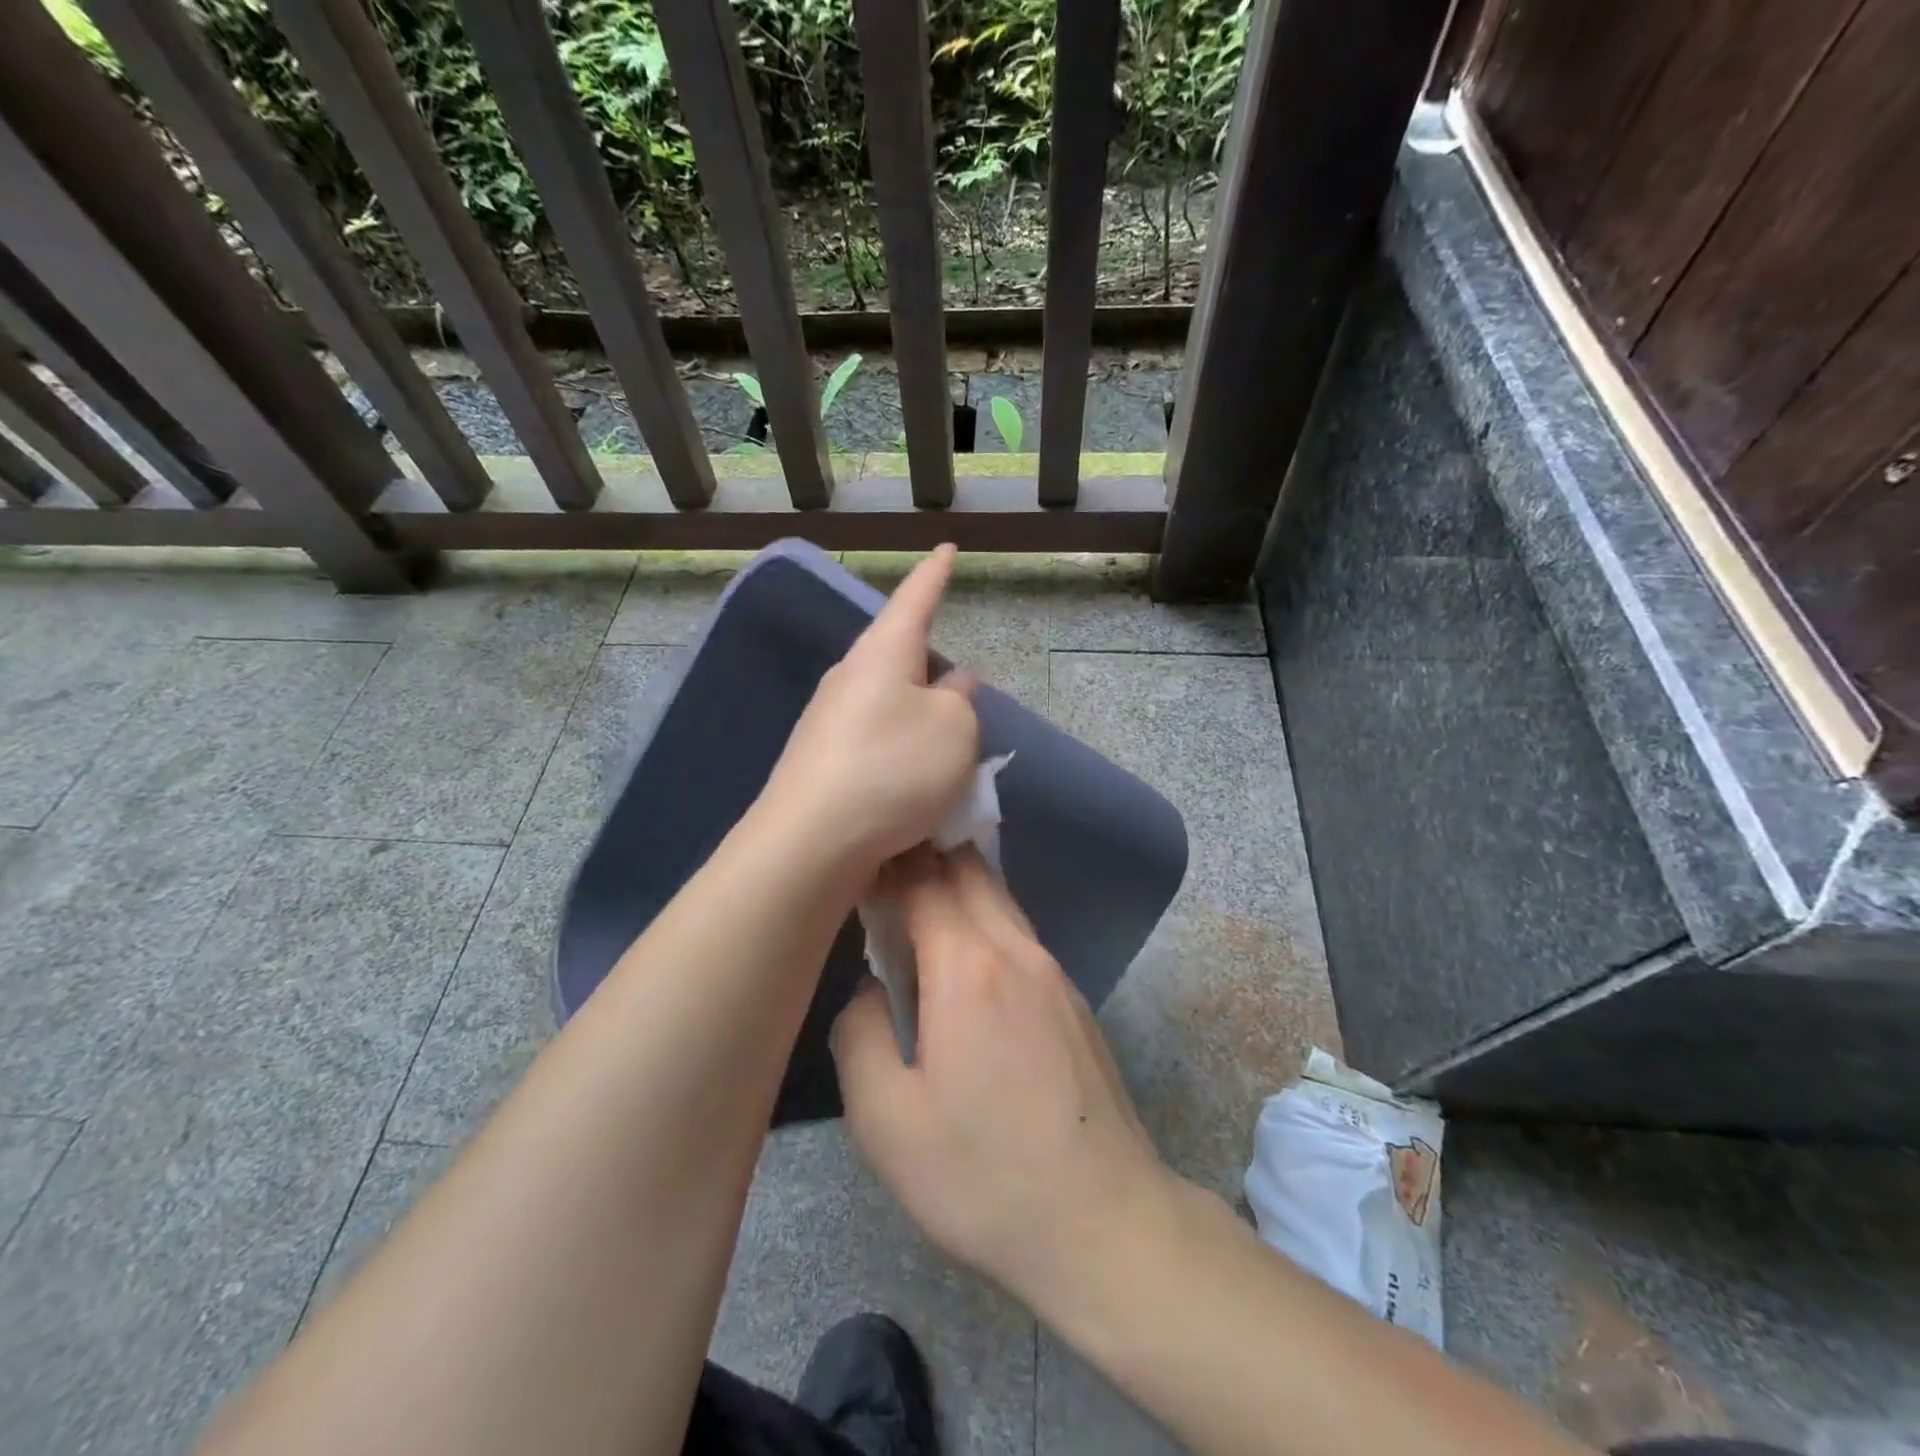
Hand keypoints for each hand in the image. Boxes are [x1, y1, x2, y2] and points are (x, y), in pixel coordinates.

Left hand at [759, 546, 979, 873]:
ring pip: (890, 709)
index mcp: (883, 653)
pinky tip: (914, 793)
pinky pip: (875, 746)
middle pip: (901, 661)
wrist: (811, 843)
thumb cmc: (892, 771)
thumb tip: (951, 687)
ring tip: (947, 764)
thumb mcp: (954, 731)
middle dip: (934, 676)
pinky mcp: (821, 763)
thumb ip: (961, 702)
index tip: (946, 550)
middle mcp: (849, 678)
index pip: (915, 599)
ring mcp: (829, 722)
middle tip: (964, 705)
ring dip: (920, 727)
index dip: (935, 575)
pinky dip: (900, 760)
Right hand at [830, 848, 1171, 1309]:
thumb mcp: (886, 1122)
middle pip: (970, 869)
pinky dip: (985, 922)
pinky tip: (966, 964)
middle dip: (925, 855)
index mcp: (968, 967)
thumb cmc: (983, 1175)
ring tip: (917, 913)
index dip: (888, 861)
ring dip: (958, 886)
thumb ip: (860, 1036)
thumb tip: (870, 989)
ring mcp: (1054, 972)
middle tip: (883, 873)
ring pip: (1000, 898)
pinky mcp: (1075, 1000)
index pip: (923, 879)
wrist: (1104, 1223)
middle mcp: (1017, 950)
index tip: (857, 862)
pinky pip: (1020, 934)